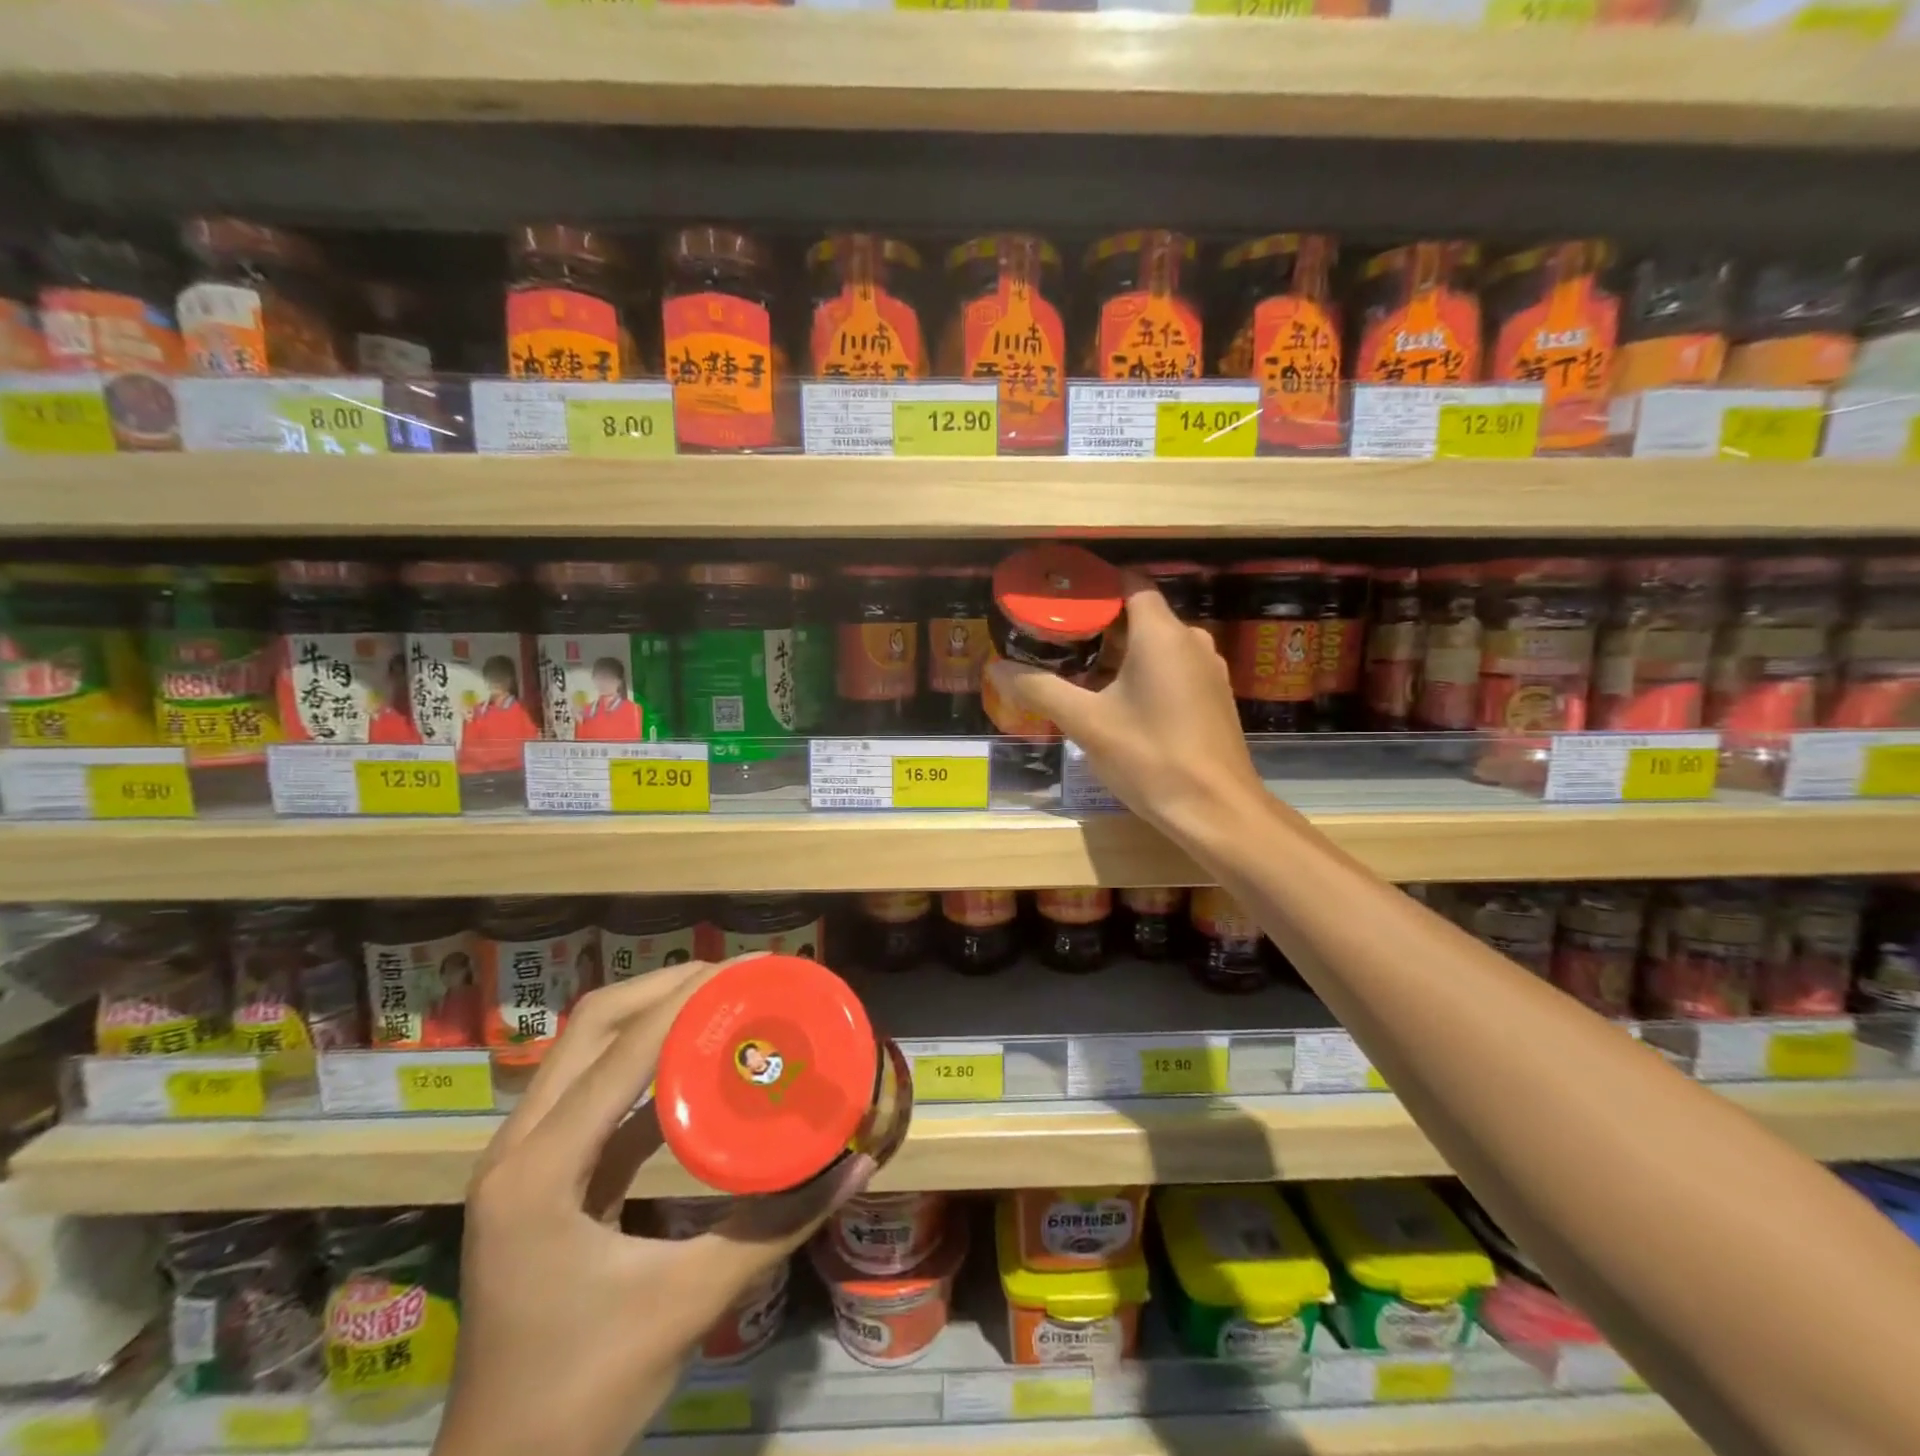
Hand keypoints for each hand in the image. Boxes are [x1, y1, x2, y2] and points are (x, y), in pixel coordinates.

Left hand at [437, 961, 874, 1455]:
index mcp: (538, 1171)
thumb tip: (856, 1165)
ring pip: (585, 1050)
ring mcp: (522, 1160)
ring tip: (722, 1001)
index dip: (688, 997)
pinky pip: (593, 1091)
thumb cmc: (583, 1398)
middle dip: (665, 987)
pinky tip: (693, 1063)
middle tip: (738, 977)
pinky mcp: (541, 1177)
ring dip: (651, 1014)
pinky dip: (644, 1060)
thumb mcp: (687, 1304)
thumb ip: (776, 1228)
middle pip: (591, 1025)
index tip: (749, 966)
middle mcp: (518, 1147)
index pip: (621, 1050)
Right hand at [987, 572, 1263, 841]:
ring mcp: (1208, 670)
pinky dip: (1142, 673)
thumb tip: (996, 667)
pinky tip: (1115, 701)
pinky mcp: (1213, 698)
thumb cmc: (1151, 758)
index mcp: (1162, 633)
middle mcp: (1191, 641)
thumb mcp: (1086, 723)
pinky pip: (1172, 669)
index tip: (1059, 600)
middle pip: (1140, 615)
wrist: (1217, 812)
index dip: (1094, 586)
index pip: (1129, 583)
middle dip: (1097, 625)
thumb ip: (1040, 689)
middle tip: (1056, 640)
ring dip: (1118, 653)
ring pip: (1156, 645)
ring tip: (1077, 670)